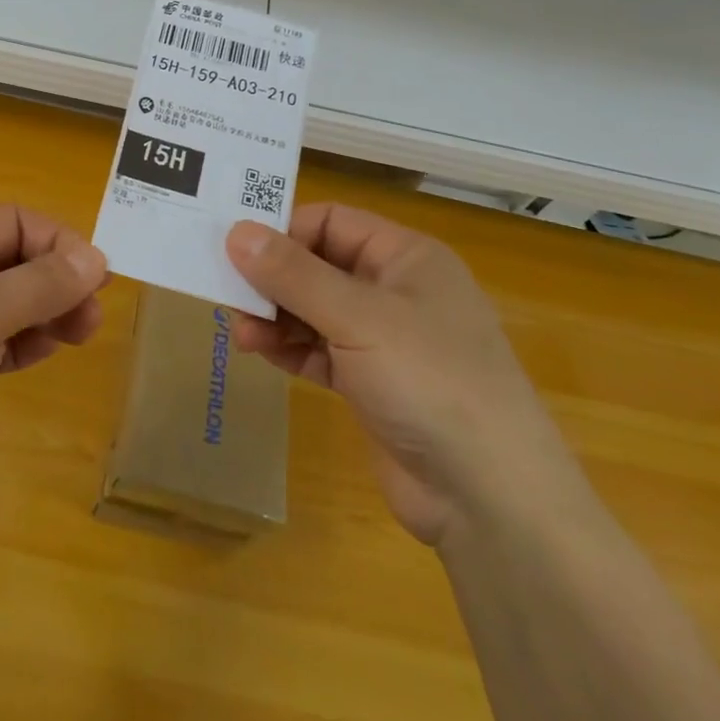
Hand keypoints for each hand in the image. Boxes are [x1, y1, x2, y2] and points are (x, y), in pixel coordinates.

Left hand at [0, 205, 108, 539]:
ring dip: (50, 309)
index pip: (11, 220)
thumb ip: (38, 282)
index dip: (57, 241)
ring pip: (11, 301)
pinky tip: (48, 352)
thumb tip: (96, 258)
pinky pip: (1, 340)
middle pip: (14, 258)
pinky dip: (29, 339)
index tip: (97, 277)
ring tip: (82, 334)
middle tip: (94, 313)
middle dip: (58, 278)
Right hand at [226, 204, 586, 546]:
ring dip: (276, 316)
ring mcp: (384, 341)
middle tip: (228, 293)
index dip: (285, 230)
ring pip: (315, 310)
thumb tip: (236, 232)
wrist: (490, 499)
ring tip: (241, 331)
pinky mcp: (371, 384)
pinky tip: (260, 353)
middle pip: (318, 265)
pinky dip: (290, 348)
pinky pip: (320, 351)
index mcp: (405, 257)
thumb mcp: (358, 318)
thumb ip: (294, 274)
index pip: (331, 221)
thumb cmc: (430, 380)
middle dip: (273, 278)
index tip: (236, 249)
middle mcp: (395, 290)